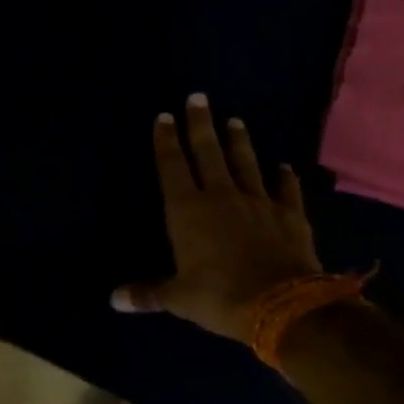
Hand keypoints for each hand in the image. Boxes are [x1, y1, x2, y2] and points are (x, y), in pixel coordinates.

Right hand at [112, 93, 322, 342]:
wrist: (282, 305)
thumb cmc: (219, 297)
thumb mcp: (178, 298)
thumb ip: (148, 292)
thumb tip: (114, 299)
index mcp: (187, 211)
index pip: (172, 167)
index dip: (166, 141)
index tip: (164, 116)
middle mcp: (220, 196)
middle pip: (208, 153)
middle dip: (200, 125)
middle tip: (198, 97)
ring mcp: (258, 202)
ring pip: (245, 163)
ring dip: (239, 142)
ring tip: (235, 121)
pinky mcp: (289, 214)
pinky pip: (285, 189)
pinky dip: (284, 178)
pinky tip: (283, 167)